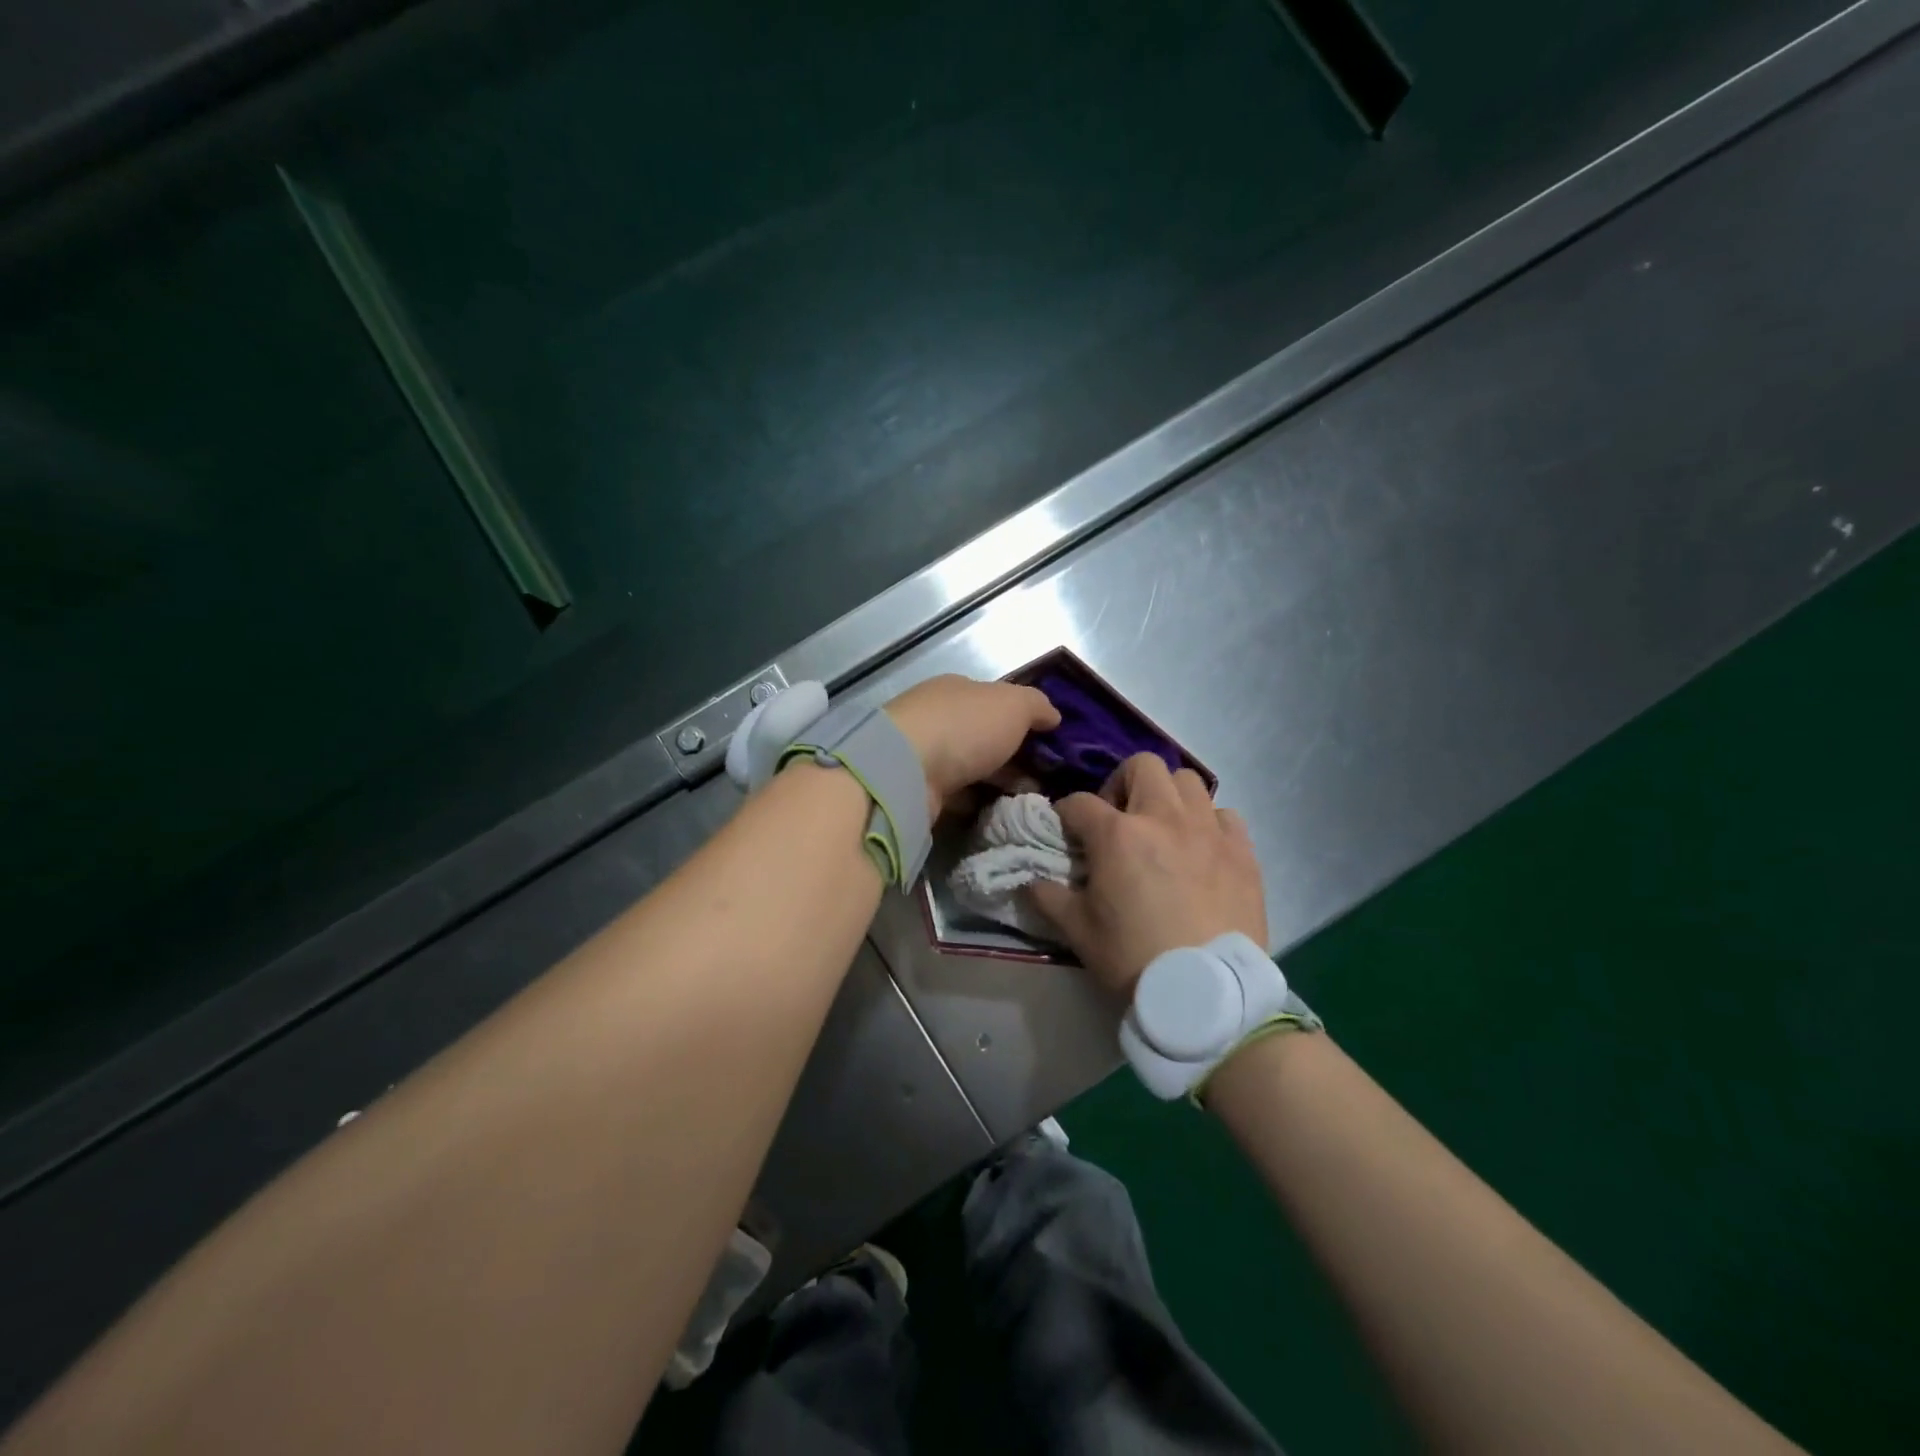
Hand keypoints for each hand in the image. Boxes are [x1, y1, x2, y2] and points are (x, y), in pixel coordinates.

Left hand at [885, 675, 1060, 816]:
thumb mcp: (1013, 704)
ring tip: (1030, 801)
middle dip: (1014, 757)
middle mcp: (938, 718)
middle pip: (983, 737)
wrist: (906, 771)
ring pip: (971, 768)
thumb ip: (1037, 705)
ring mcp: (924, 755)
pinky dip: (977, 803)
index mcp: (957, 690)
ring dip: (997, 782)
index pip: (995, 702)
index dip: (1023, 721)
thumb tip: (1053, 715)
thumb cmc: (964, 727)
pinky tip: (999, 813)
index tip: (1050, 746)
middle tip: (1046, 780)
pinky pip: (958, 795)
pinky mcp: (918, 789)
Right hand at [1028, 754, 1267, 997]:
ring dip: (1168, 795)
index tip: (1066, 830)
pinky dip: (1209, 822)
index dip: (1066, 812)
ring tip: (1162, 827)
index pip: (1079, 802)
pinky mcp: (1242, 851)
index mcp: (1118, 835)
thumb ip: (1049, 897)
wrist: (1204, 993)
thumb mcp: (1079, 931)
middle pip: (1141, 766)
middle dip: (1121, 783)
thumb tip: (1031, 881)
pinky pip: (1225, 815)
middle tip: (1118, 817)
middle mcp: (1164, 818)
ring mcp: (1208, 830)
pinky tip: (1201, 847)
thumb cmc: (1133, 958)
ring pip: (1187, 780)